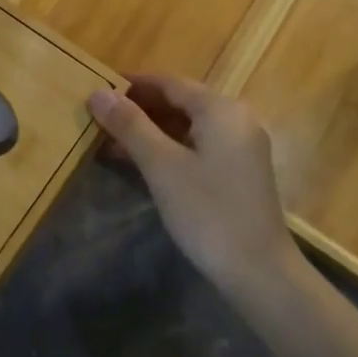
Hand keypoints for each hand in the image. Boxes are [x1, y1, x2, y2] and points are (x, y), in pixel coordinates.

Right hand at [88, 74, 298, 296]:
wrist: (259, 273)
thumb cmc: (208, 211)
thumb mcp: (162, 165)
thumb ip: (130, 125)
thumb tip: (98, 91)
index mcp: (221, 109)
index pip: (170, 83)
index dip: (132, 84)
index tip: (98, 88)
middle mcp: (236, 119)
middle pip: (180, 102)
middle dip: (139, 108)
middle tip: (99, 116)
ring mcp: (240, 148)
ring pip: (187, 126)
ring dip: (150, 131)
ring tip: (110, 139)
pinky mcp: (238, 172)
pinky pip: (197, 147)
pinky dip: (168, 149)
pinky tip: (139, 162)